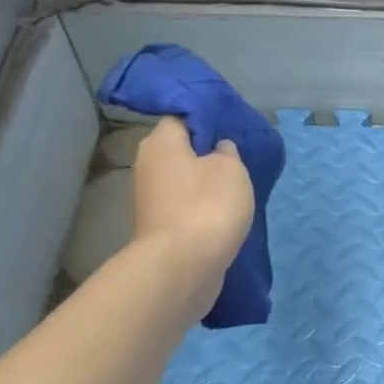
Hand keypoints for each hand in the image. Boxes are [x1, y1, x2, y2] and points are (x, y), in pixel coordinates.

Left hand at [132, 118, 255, 298]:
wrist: (183, 264)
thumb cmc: (208, 205)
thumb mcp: (232, 169)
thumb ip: (228, 153)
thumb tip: (218, 150)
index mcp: (160, 143)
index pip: (180, 119)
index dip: (206, 123)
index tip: (230, 132)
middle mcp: (147, 166)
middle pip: (179, 152)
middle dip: (205, 156)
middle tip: (236, 163)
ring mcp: (150, 200)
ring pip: (182, 182)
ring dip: (203, 186)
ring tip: (234, 192)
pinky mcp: (159, 227)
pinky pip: (183, 208)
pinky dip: (200, 209)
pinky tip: (222, 216)